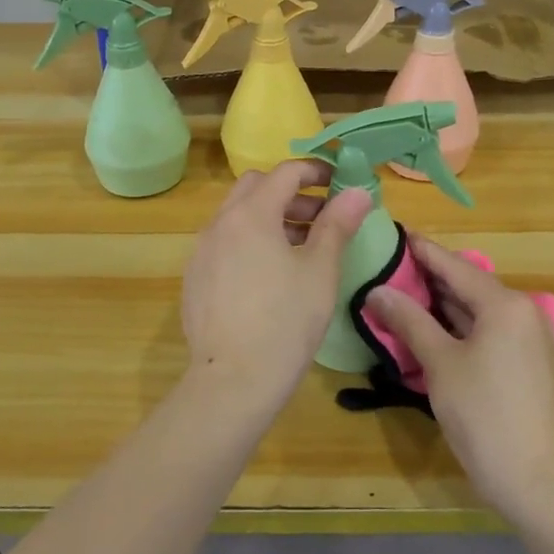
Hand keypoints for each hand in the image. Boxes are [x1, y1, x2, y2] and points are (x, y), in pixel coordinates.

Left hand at [181, 161, 372, 407]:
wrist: (232, 382)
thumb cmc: (285, 322)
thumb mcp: (320, 271)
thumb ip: (337, 225)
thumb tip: (358, 192)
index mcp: (251, 214)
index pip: (285, 172)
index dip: (316, 171)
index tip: (340, 183)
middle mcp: (220, 224)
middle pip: (256, 188)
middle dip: (290, 193)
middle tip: (321, 216)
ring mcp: (201, 252)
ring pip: (237, 216)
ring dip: (270, 217)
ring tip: (301, 248)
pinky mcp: (195, 279)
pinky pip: (224, 243)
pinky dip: (249, 241)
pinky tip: (269, 276)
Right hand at [367, 236, 553, 521]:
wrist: (537, 480)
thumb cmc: (485, 414)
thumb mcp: (440, 364)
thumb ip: (409, 321)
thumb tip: (376, 290)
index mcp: (504, 303)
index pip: (454, 265)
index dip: (422, 249)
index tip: (393, 231)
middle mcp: (520, 311)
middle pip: (466, 284)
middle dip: (426, 276)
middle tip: (385, 265)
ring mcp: (525, 338)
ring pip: (474, 309)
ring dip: (439, 303)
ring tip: (397, 290)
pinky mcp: (524, 363)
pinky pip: (484, 330)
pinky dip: (455, 325)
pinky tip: (426, 327)